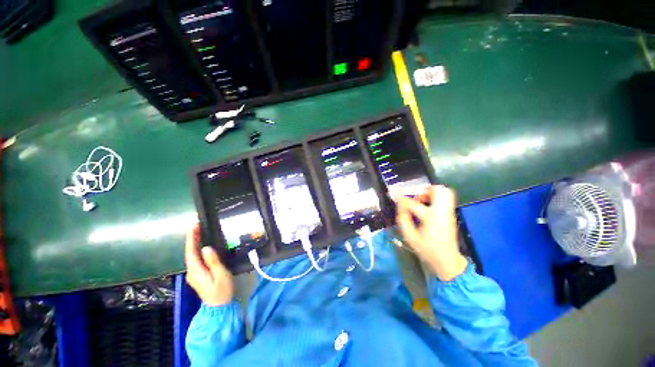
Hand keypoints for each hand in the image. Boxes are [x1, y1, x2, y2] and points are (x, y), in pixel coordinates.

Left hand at [185, 223, 233, 305]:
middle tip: (198, 226)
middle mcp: (192, 272)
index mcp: (196, 271)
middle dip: (192, 239)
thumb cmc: (222, 290)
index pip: (190, 252)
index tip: (193, 226)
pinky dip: (198, 250)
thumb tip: (206, 248)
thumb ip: (213, 262)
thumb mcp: (221, 275)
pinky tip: (203, 246)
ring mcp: (194, 274)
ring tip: (201, 232)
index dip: (191, 239)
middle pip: (190, 253)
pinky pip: (196, 260)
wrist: (219, 307)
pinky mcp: (198, 275)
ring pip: (192, 256)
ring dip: (195, 244)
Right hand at [395, 185, 467, 280]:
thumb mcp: (410, 237)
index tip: (393, 193)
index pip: (412, 203)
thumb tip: (399, 206)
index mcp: (431, 218)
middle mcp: (442, 211)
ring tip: (420, 201)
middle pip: (438, 190)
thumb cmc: (426, 249)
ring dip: (430, 193)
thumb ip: (403, 219)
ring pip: (444, 192)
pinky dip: (434, 198)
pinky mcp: (450, 214)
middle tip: (414, 197)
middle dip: (423, 190)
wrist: (447, 261)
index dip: (401, 198)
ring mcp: (448, 212)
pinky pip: (445, 199)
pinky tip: (426, 206)